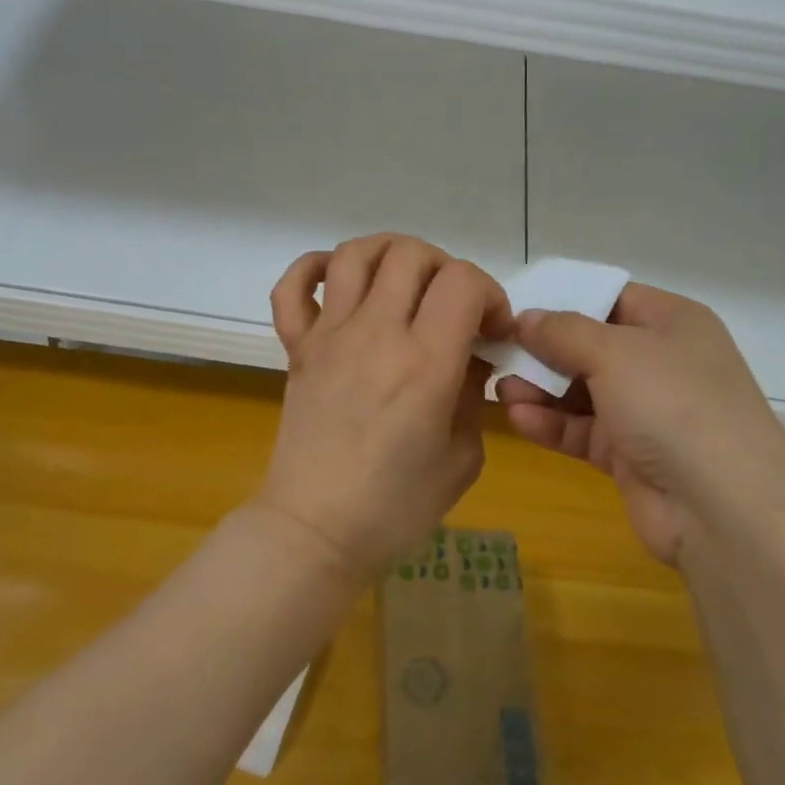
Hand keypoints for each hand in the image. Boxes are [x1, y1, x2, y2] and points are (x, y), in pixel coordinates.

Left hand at [261, 234, 511, 583]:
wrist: (316, 531)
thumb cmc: (397, 507)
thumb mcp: (462, 456)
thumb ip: (472, 393)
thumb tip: (470, 354)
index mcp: (425, 363)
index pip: (463, 281)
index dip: (489, 293)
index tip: (491, 329)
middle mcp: (377, 334)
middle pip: (412, 255)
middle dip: (445, 268)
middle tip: (451, 306)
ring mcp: (331, 335)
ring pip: (356, 254)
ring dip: (389, 253)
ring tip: (404, 281)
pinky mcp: (298, 346)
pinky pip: (293, 287)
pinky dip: (314, 268)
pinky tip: (338, 282)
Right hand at [496, 284, 784, 565]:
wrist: (725, 512)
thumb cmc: (673, 404)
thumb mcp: (614, 352)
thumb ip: (562, 331)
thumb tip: (526, 318)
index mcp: (673, 322)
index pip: (612, 297)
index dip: (565, 298)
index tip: (518, 306)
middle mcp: (663, 361)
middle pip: (592, 344)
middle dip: (545, 349)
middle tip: (499, 349)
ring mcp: (649, 411)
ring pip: (583, 389)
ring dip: (542, 388)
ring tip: (501, 388)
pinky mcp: (632, 455)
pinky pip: (584, 429)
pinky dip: (552, 423)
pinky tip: (518, 418)